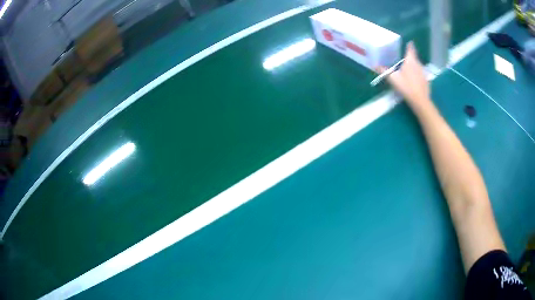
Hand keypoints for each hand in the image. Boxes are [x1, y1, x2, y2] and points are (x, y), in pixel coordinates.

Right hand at [377, 42, 429, 106]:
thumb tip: (375, 66)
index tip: (410, 43)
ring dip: (413, 66)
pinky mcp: (426, 80)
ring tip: (408, 70)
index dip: (410, 46)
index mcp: (410, 61)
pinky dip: (417, 74)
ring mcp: (423, 72)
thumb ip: (384, 71)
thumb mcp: (393, 79)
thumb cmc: (406, 87)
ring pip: (418, 66)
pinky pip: (420, 74)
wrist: (420, 101)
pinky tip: (414, 80)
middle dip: (410, 58)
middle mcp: (418, 64)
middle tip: (404, 59)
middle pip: (414, 58)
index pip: (410, 50)